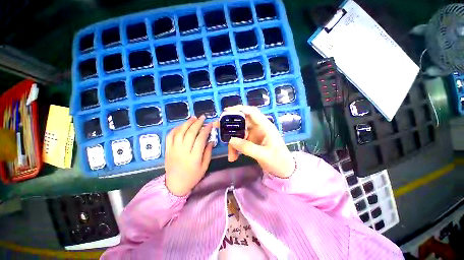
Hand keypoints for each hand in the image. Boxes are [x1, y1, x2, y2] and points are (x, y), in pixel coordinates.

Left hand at [165, 116, 213, 195]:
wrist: (175, 185)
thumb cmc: (192, 177)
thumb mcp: (204, 167)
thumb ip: (208, 152)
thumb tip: (211, 141)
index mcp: (194, 156)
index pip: (201, 138)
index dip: (206, 129)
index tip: (210, 124)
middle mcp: (183, 151)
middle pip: (190, 133)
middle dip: (197, 123)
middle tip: (202, 117)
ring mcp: (174, 149)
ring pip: (180, 132)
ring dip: (187, 123)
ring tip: (193, 118)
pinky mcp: (167, 149)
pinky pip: (170, 136)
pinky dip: (175, 129)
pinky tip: (181, 125)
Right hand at [222, 105, 294, 177]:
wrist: (285, 171)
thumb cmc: (279, 161)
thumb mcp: (264, 155)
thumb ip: (247, 147)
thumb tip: (231, 140)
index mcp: (265, 126)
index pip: (252, 112)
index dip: (239, 109)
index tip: (226, 112)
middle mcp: (259, 128)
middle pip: (242, 121)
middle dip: (230, 125)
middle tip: (218, 128)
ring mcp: (254, 135)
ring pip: (239, 133)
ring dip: (232, 142)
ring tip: (230, 156)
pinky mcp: (251, 142)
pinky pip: (240, 141)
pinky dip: (235, 148)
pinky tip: (233, 157)